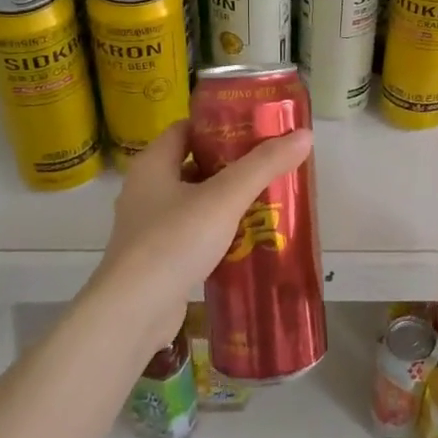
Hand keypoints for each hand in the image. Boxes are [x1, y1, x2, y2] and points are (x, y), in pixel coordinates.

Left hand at [87, 119, 313, 350]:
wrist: (133, 312)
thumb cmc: (175, 241)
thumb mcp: (225, 197)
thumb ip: (264, 165)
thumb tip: (305, 135)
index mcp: (152, 164)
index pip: (186, 128)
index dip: (219, 125)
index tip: (255, 129)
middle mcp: (145, 189)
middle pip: (192, 164)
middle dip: (231, 165)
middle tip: (270, 165)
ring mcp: (148, 227)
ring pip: (194, 202)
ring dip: (226, 201)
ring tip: (267, 200)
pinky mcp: (156, 259)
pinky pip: (192, 234)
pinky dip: (217, 232)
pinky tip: (247, 240)